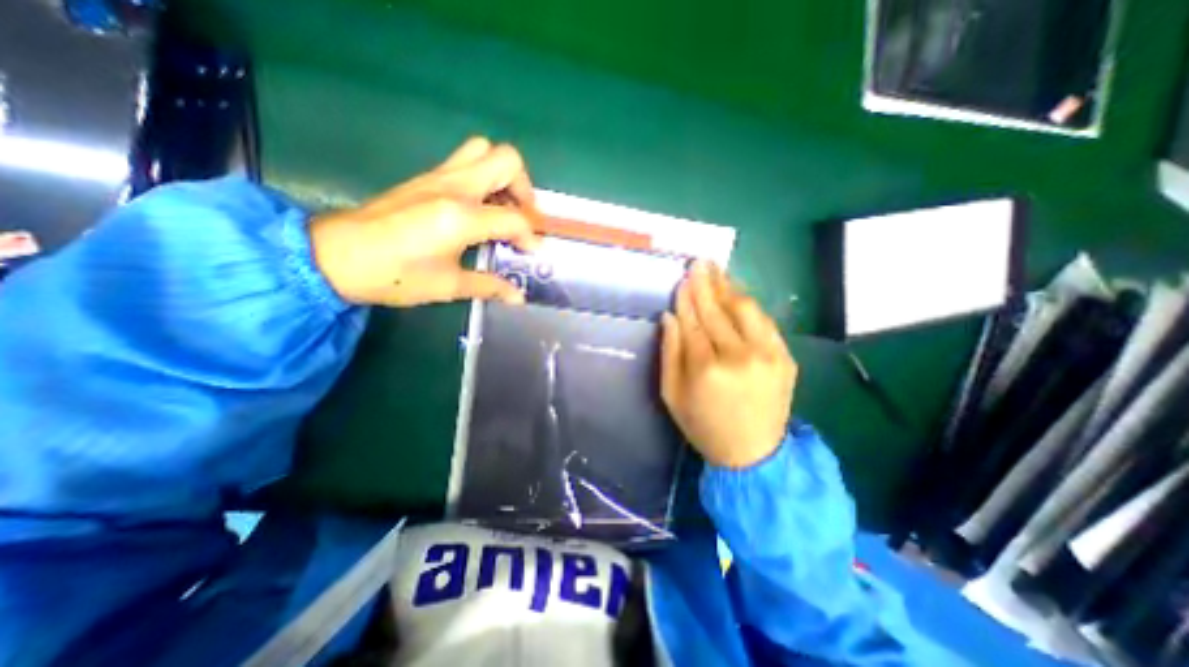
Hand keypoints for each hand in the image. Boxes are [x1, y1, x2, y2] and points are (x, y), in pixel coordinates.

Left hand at [312, 139, 540, 310]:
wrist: (336, 256)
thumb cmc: (395, 274)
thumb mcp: (448, 286)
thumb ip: (489, 286)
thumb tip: (518, 298)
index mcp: (461, 216)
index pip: (515, 219)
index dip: (530, 237)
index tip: (531, 253)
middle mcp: (454, 187)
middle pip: (507, 160)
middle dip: (525, 188)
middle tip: (522, 217)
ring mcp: (438, 177)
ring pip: (485, 151)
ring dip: (503, 176)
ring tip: (503, 207)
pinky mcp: (426, 177)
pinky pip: (465, 161)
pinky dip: (483, 178)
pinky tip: (479, 208)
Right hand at [661, 260, 798, 467]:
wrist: (752, 453)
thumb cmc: (703, 425)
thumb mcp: (672, 394)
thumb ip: (669, 353)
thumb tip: (669, 317)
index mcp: (706, 367)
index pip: (693, 321)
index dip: (686, 298)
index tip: (682, 278)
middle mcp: (739, 355)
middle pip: (718, 309)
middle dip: (705, 283)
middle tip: (698, 262)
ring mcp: (767, 354)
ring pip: (744, 308)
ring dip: (728, 287)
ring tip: (716, 270)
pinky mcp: (784, 358)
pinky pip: (764, 321)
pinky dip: (748, 304)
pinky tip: (737, 292)